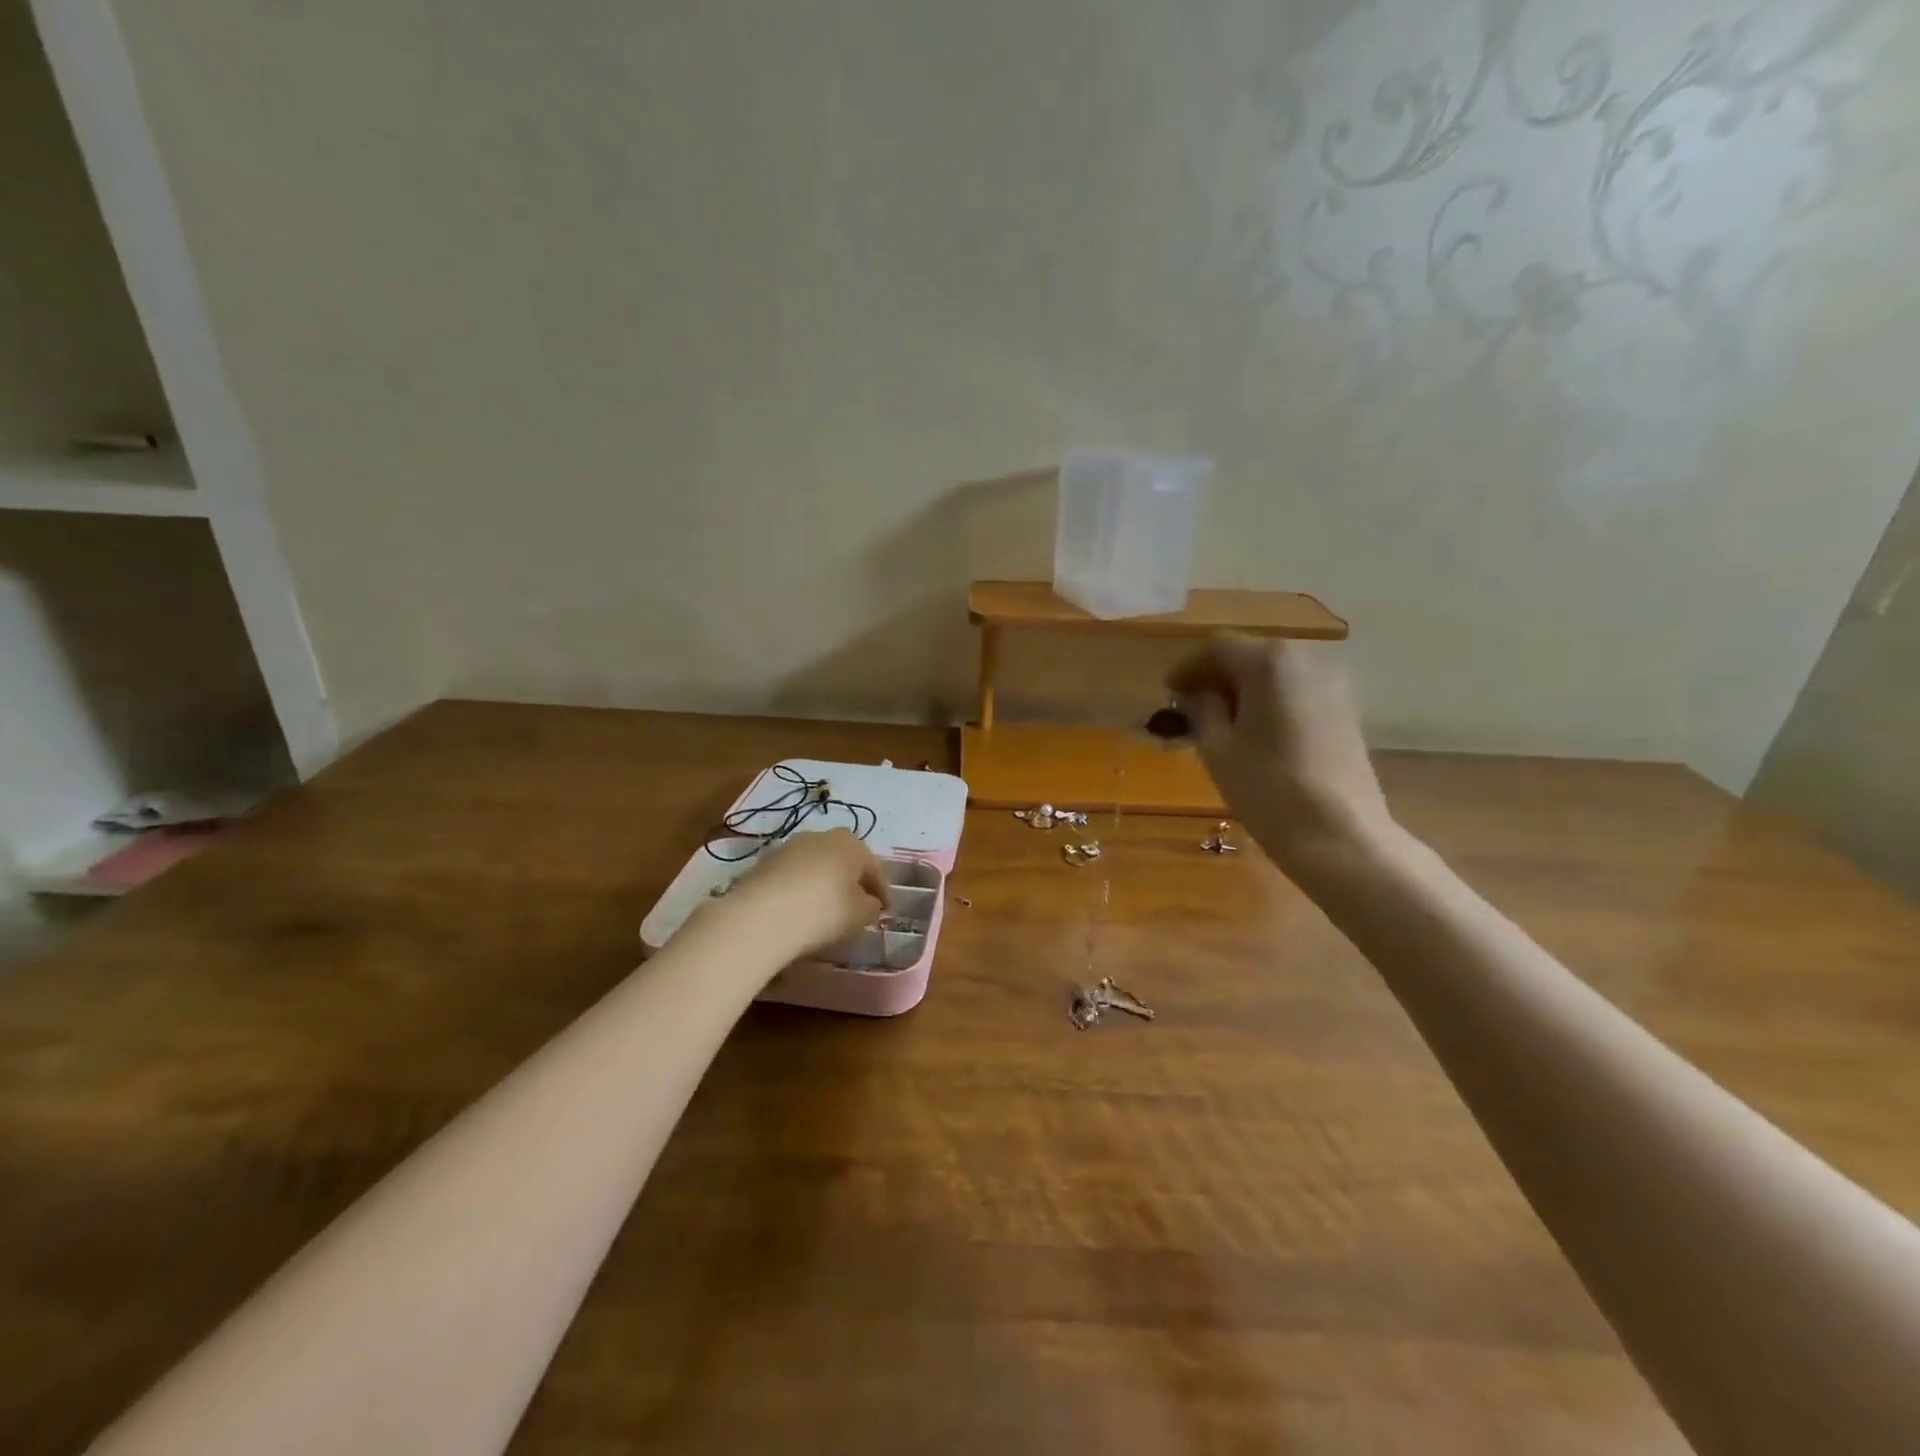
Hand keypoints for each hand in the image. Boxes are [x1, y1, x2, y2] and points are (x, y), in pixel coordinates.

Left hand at [727, 828, 889, 955]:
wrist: (762, 916)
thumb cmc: (824, 911)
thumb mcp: (860, 915)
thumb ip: (871, 906)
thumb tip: (870, 903)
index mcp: (851, 843)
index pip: (874, 868)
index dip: (883, 891)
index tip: (887, 911)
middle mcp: (821, 836)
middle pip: (844, 860)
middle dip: (852, 881)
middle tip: (858, 905)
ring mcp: (789, 846)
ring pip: (816, 865)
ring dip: (823, 883)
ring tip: (825, 909)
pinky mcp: (764, 862)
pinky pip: (792, 876)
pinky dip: (799, 889)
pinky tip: (799, 910)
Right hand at [1167, 636, 1392, 866]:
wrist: (1339, 835)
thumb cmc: (1267, 788)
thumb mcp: (1217, 748)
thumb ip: (1202, 710)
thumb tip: (1197, 695)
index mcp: (1269, 661)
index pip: (1218, 648)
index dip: (1188, 668)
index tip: (1169, 693)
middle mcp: (1306, 659)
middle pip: (1250, 655)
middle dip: (1217, 677)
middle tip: (1191, 706)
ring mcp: (1333, 684)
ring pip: (1276, 674)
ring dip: (1245, 689)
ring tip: (1220, 721)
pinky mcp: (1346, 710)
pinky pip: (1297, 692)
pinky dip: (1271, 701)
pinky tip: (1255, 731)